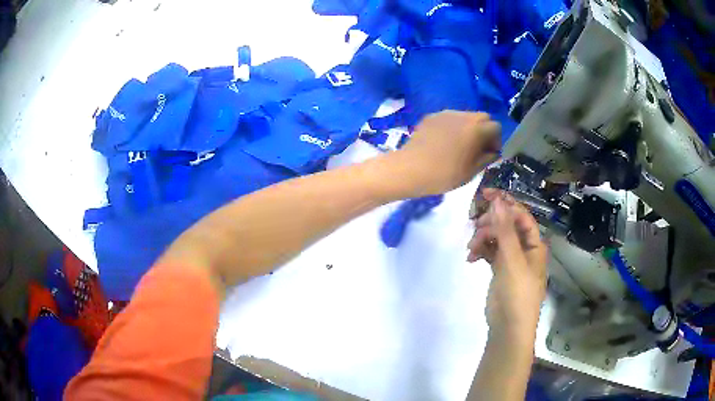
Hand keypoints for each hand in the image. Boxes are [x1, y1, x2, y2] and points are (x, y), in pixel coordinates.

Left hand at [385, 111, 500, 197]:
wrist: (410, 169)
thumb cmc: (444, 174)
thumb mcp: (471, 172)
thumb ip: (486, 159)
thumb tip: (492, 152)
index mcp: (476, 129)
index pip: (496, 127)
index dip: (496, 140)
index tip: (489, 154)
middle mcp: (463, 116)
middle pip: (482, 117)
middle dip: (484, 131)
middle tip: (477, 148)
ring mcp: (446, 114)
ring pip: (466, 116)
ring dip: (469, 127)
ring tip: (460, 145)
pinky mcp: (432, 116)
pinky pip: (450, 118)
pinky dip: (453, 127)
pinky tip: (444, 143)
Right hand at [467, 188, 547, 338]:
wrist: (509, 327)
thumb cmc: (518, 293)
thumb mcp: (513, 260)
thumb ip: (505, 231)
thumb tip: (498, 201)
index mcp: (534, 244)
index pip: (521, 215)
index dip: (506, 203)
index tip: (485, 195)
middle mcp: (524, 248)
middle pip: (506, 225)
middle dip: (490, 224)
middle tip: (475, 227)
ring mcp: (511, 259)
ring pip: (496, 238)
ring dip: (482, 238)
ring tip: (471, 249)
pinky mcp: (499, 269)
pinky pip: (490, 252)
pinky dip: (480, 251)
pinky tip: (471, 258)